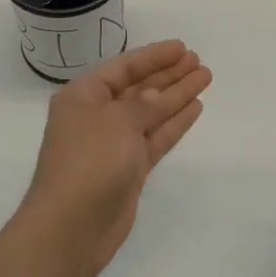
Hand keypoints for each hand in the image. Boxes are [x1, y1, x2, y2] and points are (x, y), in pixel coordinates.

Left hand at [18, 40, 211, 276]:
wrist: (71, 228)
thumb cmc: (89, 162)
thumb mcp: (118, 121)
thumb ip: (146, 104)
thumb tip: (160, 95)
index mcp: (83, 96)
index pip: (124, 67)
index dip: (153, 56)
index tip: (182, 47)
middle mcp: (97, 116)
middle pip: (139, 88)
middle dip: (168, 74)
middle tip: (198, 61)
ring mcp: (114, 144)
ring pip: (151, 112)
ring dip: (177, 95)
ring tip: (204, 78)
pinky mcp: (129, 170)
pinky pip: (155, 137)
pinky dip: (174, 123)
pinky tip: (195, 107)